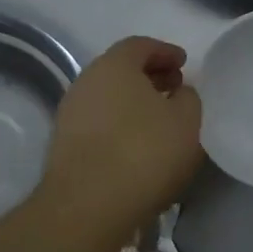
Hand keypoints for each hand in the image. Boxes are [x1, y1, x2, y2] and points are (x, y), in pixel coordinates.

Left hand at [39, 36, 204, 241]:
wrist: (87, 206)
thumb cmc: (144, 152)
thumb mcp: (187, 121)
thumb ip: (188, 98)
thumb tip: (178, 94)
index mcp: (114, 65)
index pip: (140, 45)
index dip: (165, 52)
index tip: (184, 64)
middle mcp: (86, 81)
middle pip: (121, 69)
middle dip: (150, 76)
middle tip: (175, 89)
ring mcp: (70, 113)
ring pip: (108, 97)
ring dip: (134, 102)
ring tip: (159, 120)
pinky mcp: (64, 144)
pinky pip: (99, 122)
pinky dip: (119, 124)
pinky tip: (137, 144)